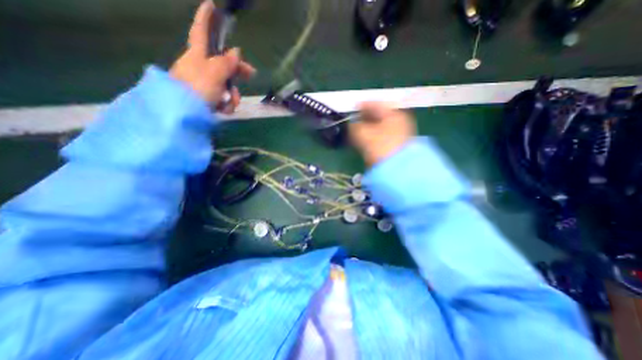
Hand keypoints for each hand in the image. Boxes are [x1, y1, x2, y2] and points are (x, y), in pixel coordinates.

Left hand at [170, 0, 255, 112]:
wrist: (183, 113)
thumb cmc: (197, 88)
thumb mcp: (215, 72)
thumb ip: (227, 62)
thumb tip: (236, 51)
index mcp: (197, 55)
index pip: (200, 31)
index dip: (206, 18)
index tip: (210, 5)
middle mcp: (200, 67)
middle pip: (223, 64)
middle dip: (237, 71)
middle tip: (252, 74)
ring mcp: (204, 84)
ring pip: (226, 85)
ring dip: (232, 95)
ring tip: (230, 104)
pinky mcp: (206, 99)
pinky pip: (221, 98)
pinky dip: (225, 104)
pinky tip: (223, 109)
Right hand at [351, 103, 416, 166]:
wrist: (398, 170)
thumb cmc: (380, 147)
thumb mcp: (363, 134)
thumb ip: (355, 126)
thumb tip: (352, 123)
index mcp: (393, 113)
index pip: (375, 104)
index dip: (362, 106)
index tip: (352, 108)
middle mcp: (400, 120)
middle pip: (380, 114)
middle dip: (366, 117)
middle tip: (354, 120)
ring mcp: (401, 132)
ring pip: (382, 125)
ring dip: (370, 126)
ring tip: (359, 130)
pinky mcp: (399, 143)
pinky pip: (384, 134)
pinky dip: (375, 134)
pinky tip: (368, 139)